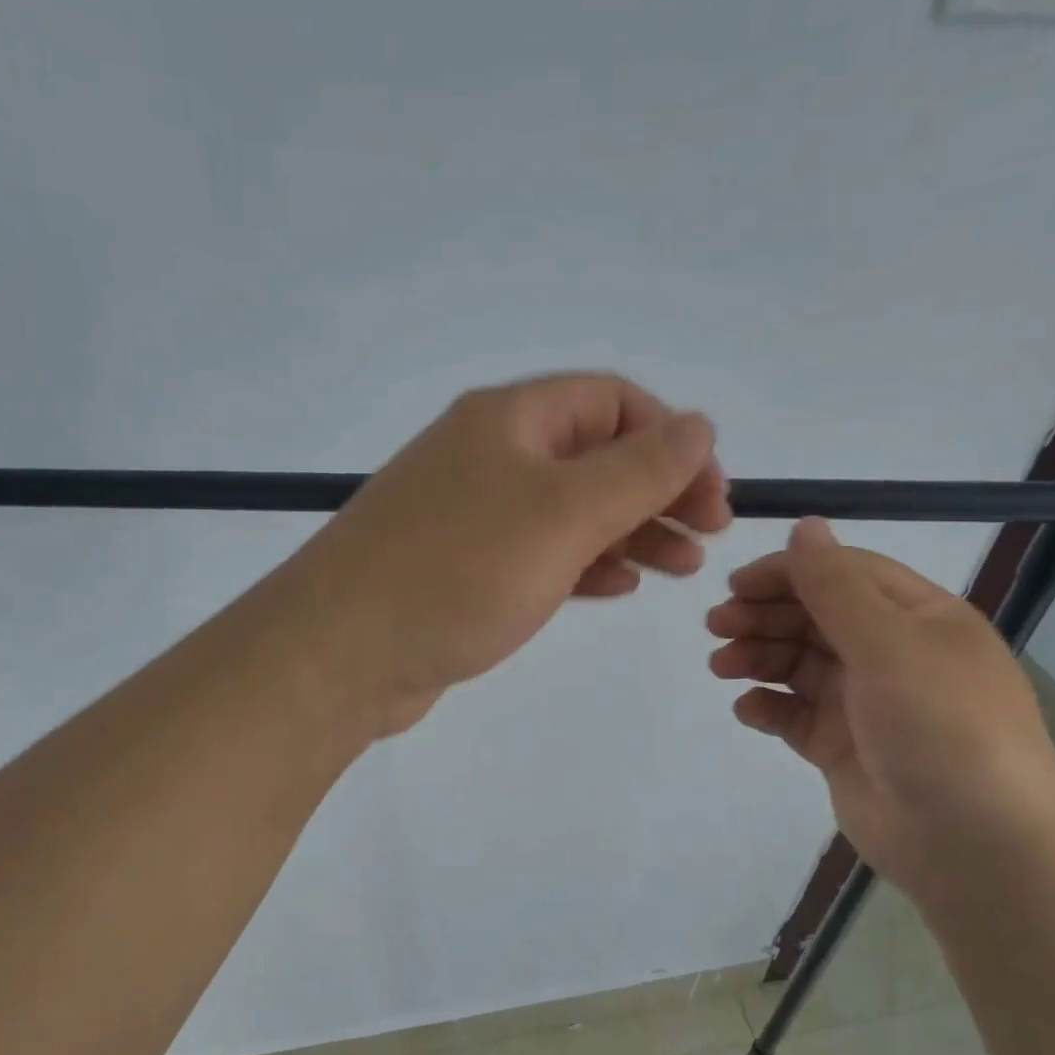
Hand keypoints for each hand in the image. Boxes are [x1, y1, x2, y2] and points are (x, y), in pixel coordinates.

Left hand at [288, 373, 730, 738]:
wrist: (341, 653)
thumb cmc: (458, 572)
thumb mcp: (563, 514)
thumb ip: (638, 469)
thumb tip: (700, 424)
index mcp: (510, 420)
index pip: (612, 401)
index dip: (671, 439)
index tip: (713, 495)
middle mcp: (488, 456)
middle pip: (594, 456)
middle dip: (657, 492)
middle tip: (707, 538)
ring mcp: (470, 514)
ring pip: (568, 510)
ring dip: (629, 532)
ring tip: (679, 568)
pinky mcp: (460, 568)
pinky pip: (537, 553)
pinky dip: (583, 564)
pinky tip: (617, 586)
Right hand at [707, 519, 1054, 898]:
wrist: (974, 847)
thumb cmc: (941, 730)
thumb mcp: (890, 647)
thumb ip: (837, 588)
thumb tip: (804, 525)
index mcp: (918, 618)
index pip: (844, 574)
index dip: (788, 573)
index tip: (735, 585)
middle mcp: (892, 653)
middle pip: (814, 616)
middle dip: (763, 616)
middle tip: (716, 627)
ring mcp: (864, 703)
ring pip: (797, 663)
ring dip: (757, 657)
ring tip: (721, 667)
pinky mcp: (841, 746)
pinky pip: (794, 714)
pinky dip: (768, 707)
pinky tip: (748, 710)